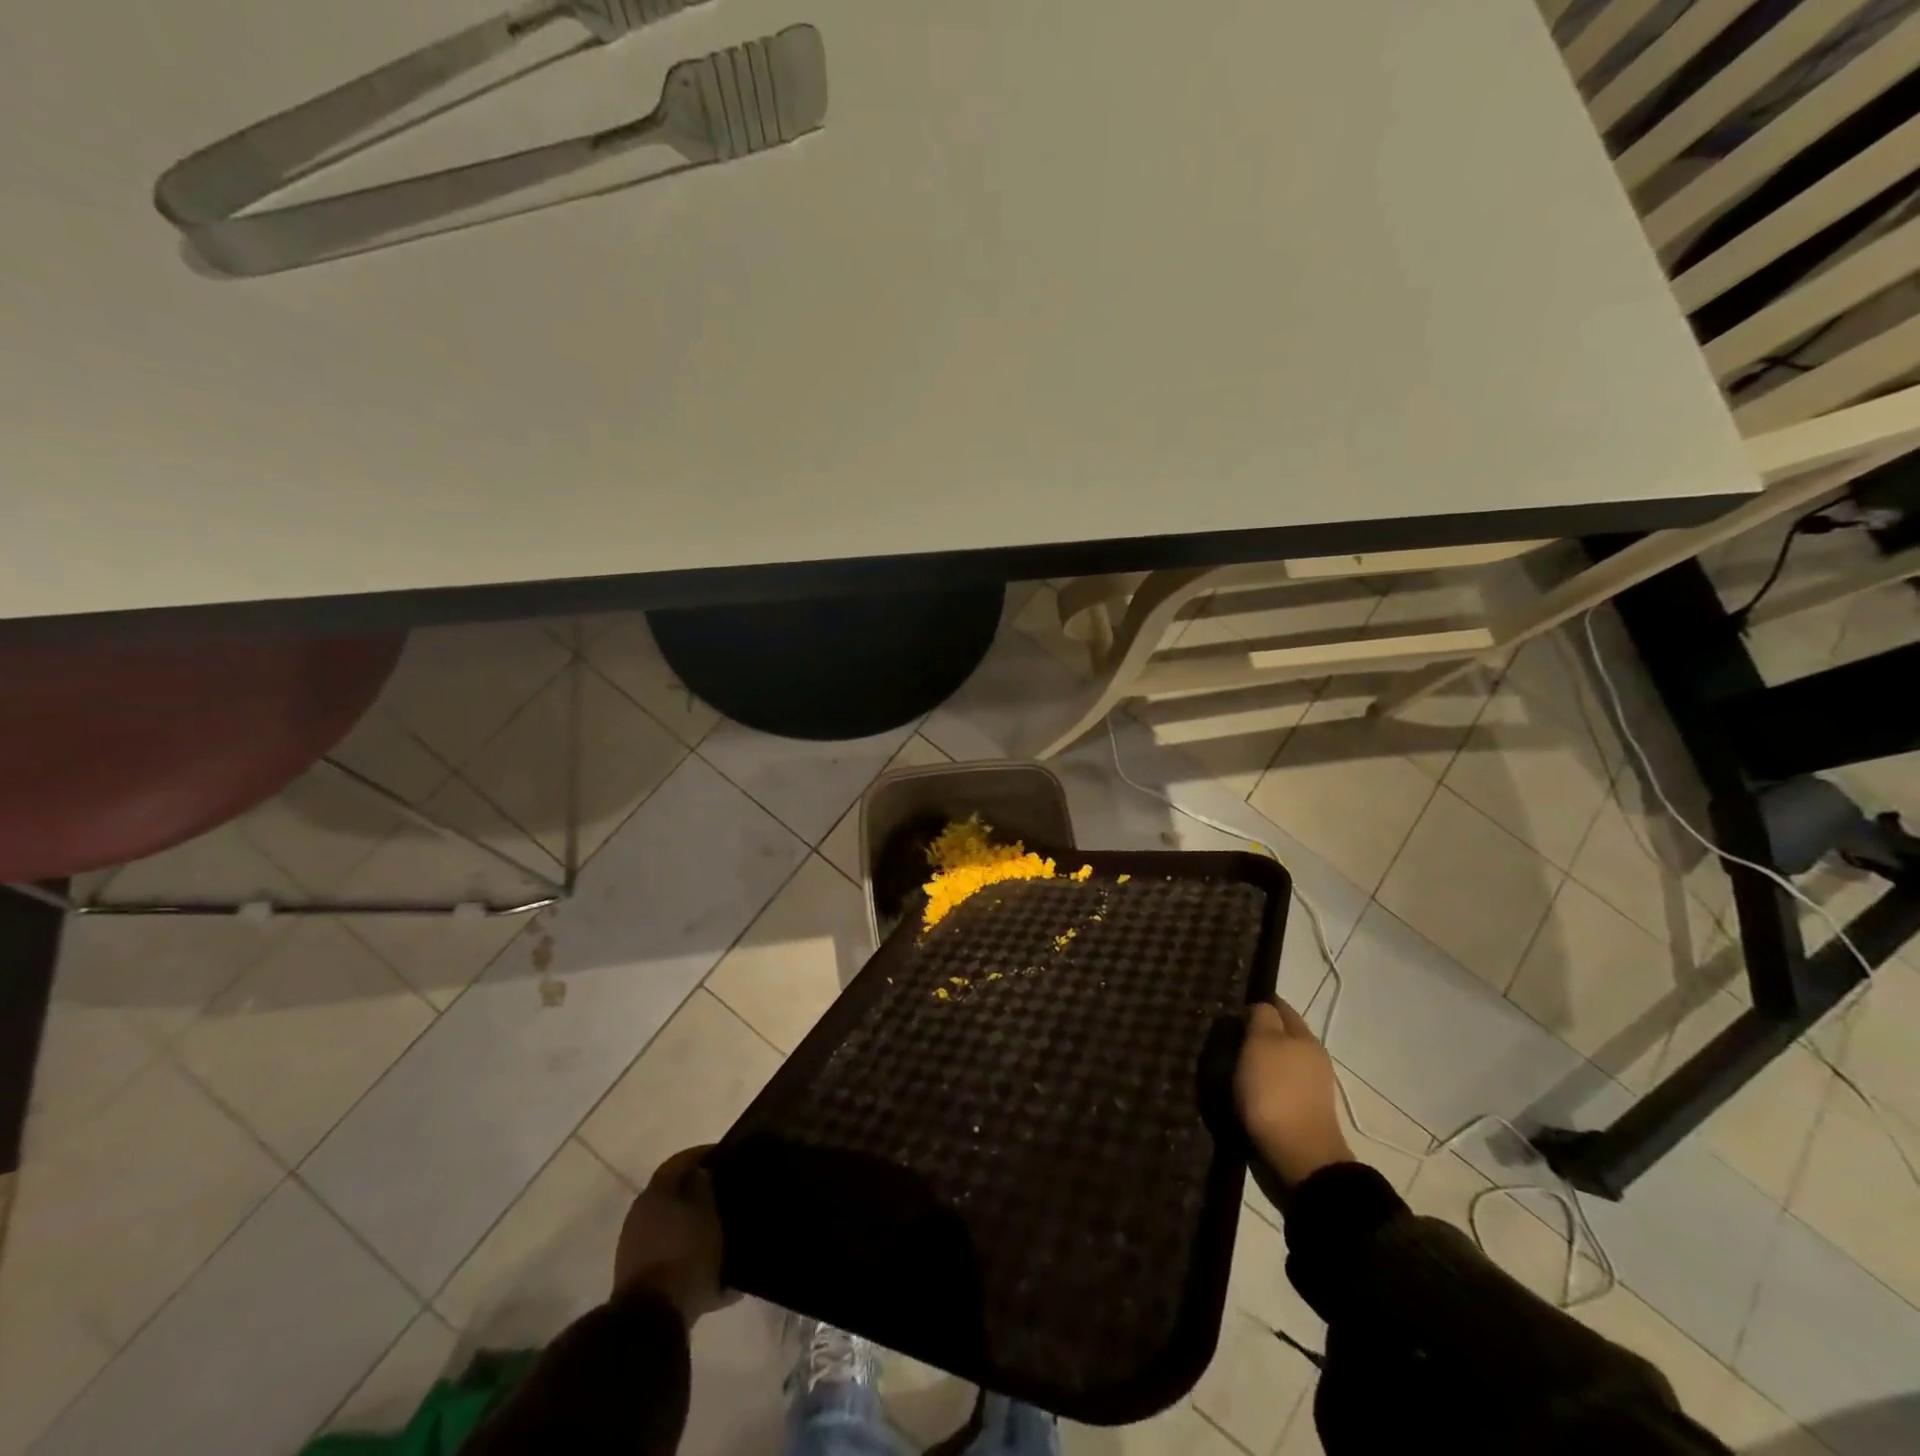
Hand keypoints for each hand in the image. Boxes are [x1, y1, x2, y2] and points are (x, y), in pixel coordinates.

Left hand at [613, 1146, 724, 1324]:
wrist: (651, 1321)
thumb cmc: (685, 1254)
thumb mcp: (707, 1213)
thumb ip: (704, 1186)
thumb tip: (701, 1174)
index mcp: (656, 1192)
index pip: (681, 1160)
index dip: (704, 1154)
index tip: (726, 1156)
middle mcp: (640, 1214)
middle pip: (674, 1193)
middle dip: (699, 1193)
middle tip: (726, 1195)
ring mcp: (635, 1247)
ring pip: (672, 1226)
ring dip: (694, 1227)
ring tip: (723, 1234)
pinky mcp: (638, 1277)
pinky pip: (669, 1256)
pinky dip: (688, 1255)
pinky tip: (713, 1270)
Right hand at [1233, 1000, 1353, 1187]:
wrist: (1299, 1159)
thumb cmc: (1276, 1092)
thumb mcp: (1262, 1042)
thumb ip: (1261, 1017)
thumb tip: (1259, 1008)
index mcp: (1304, 1036)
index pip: (1278, 1005)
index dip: (1254, 1002)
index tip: (1228, 1007)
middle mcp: (1311, 1057)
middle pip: (1279, 1034)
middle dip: (1254, 1032)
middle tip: (1223, 1035)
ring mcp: (1308, 1087)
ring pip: (1276, 1061)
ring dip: (1256, 1060)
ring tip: (1227, 1062)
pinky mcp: (1300, 1112)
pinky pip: (1275, 1086)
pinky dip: (1259, 1083)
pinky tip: (1242, 1088)